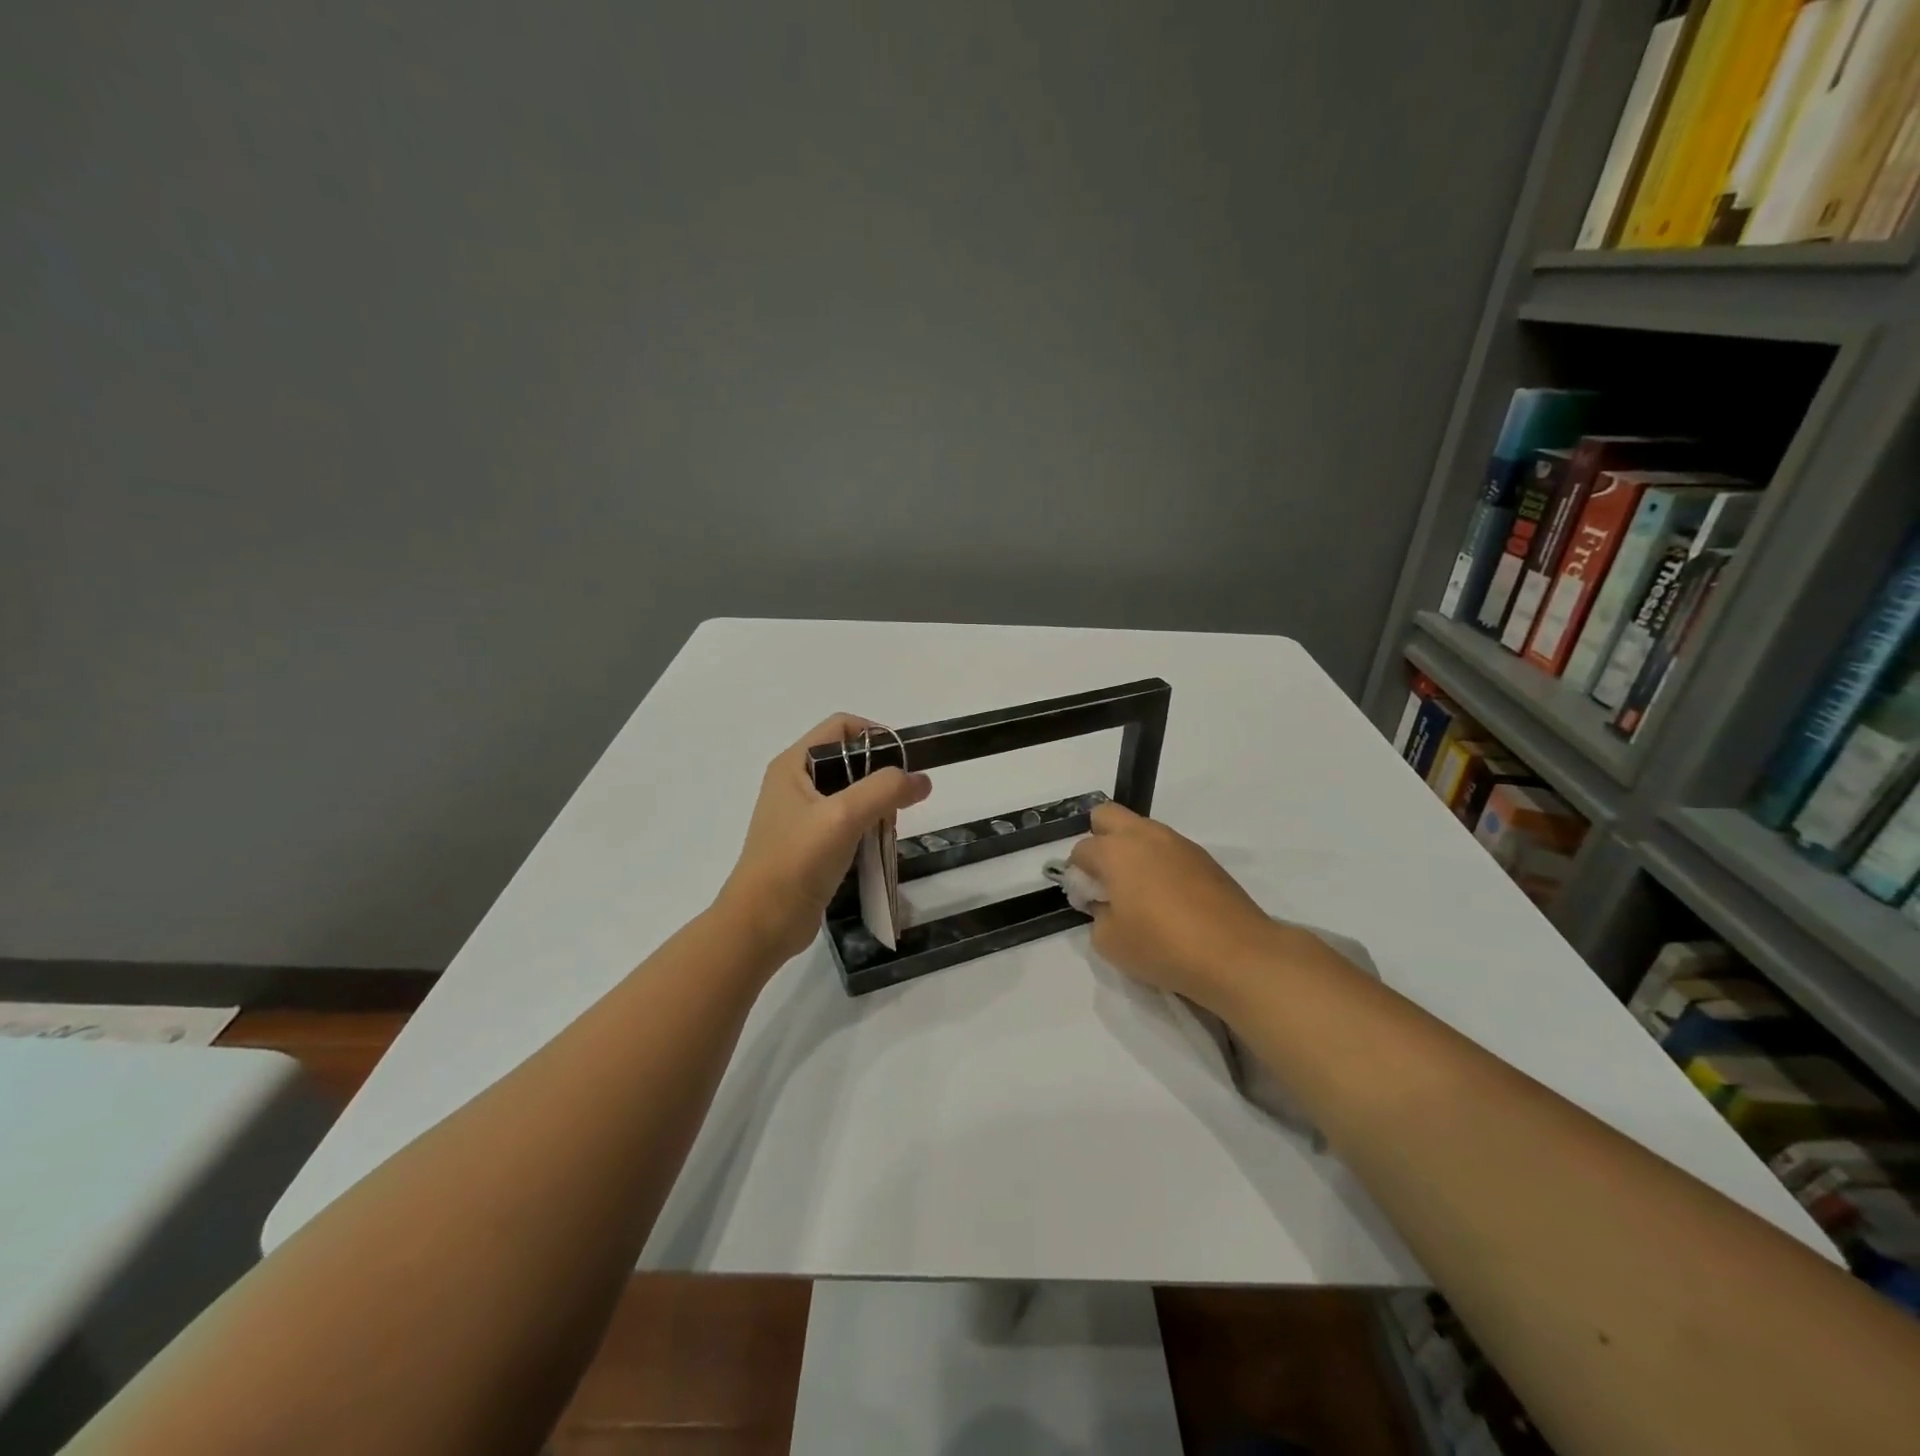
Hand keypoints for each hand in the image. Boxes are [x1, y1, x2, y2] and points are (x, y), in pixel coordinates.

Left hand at [718, 715, 932, 964]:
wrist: (762, 925)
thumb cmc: (796, 862)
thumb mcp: (843, 816)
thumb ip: (884, 790)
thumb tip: (922, 780)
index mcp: (793, 765)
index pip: (841, 726)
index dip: (875, 735)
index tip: (903, 763)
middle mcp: (795, 784)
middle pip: (849, 760)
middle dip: (880, 776)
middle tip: (898, 803)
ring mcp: (802, 816)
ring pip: (852, 794)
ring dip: (877, 807)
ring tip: (888, 829)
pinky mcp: (810, 845)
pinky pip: (848, 824)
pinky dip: (867, 829)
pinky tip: (876, 848)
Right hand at [1068, 802, 1282, 1011]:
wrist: (1236, 954)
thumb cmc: (1162, 946)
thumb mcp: (1109, 943)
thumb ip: (1097, 916)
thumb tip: (1107, 904)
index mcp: (1115, 850)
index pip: (1081, 850)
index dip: (1078, 876)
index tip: (1088, 903)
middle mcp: (1144, 835)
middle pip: (1106, 816)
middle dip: (1099, 840)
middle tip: (1107, 879)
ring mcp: (1178, 842)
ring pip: (1141, 830)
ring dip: (1132, 851)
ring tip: (1140, 893)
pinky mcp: (1203, 857)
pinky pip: (1168, 849)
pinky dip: (1160, 864)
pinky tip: (1169, 899)